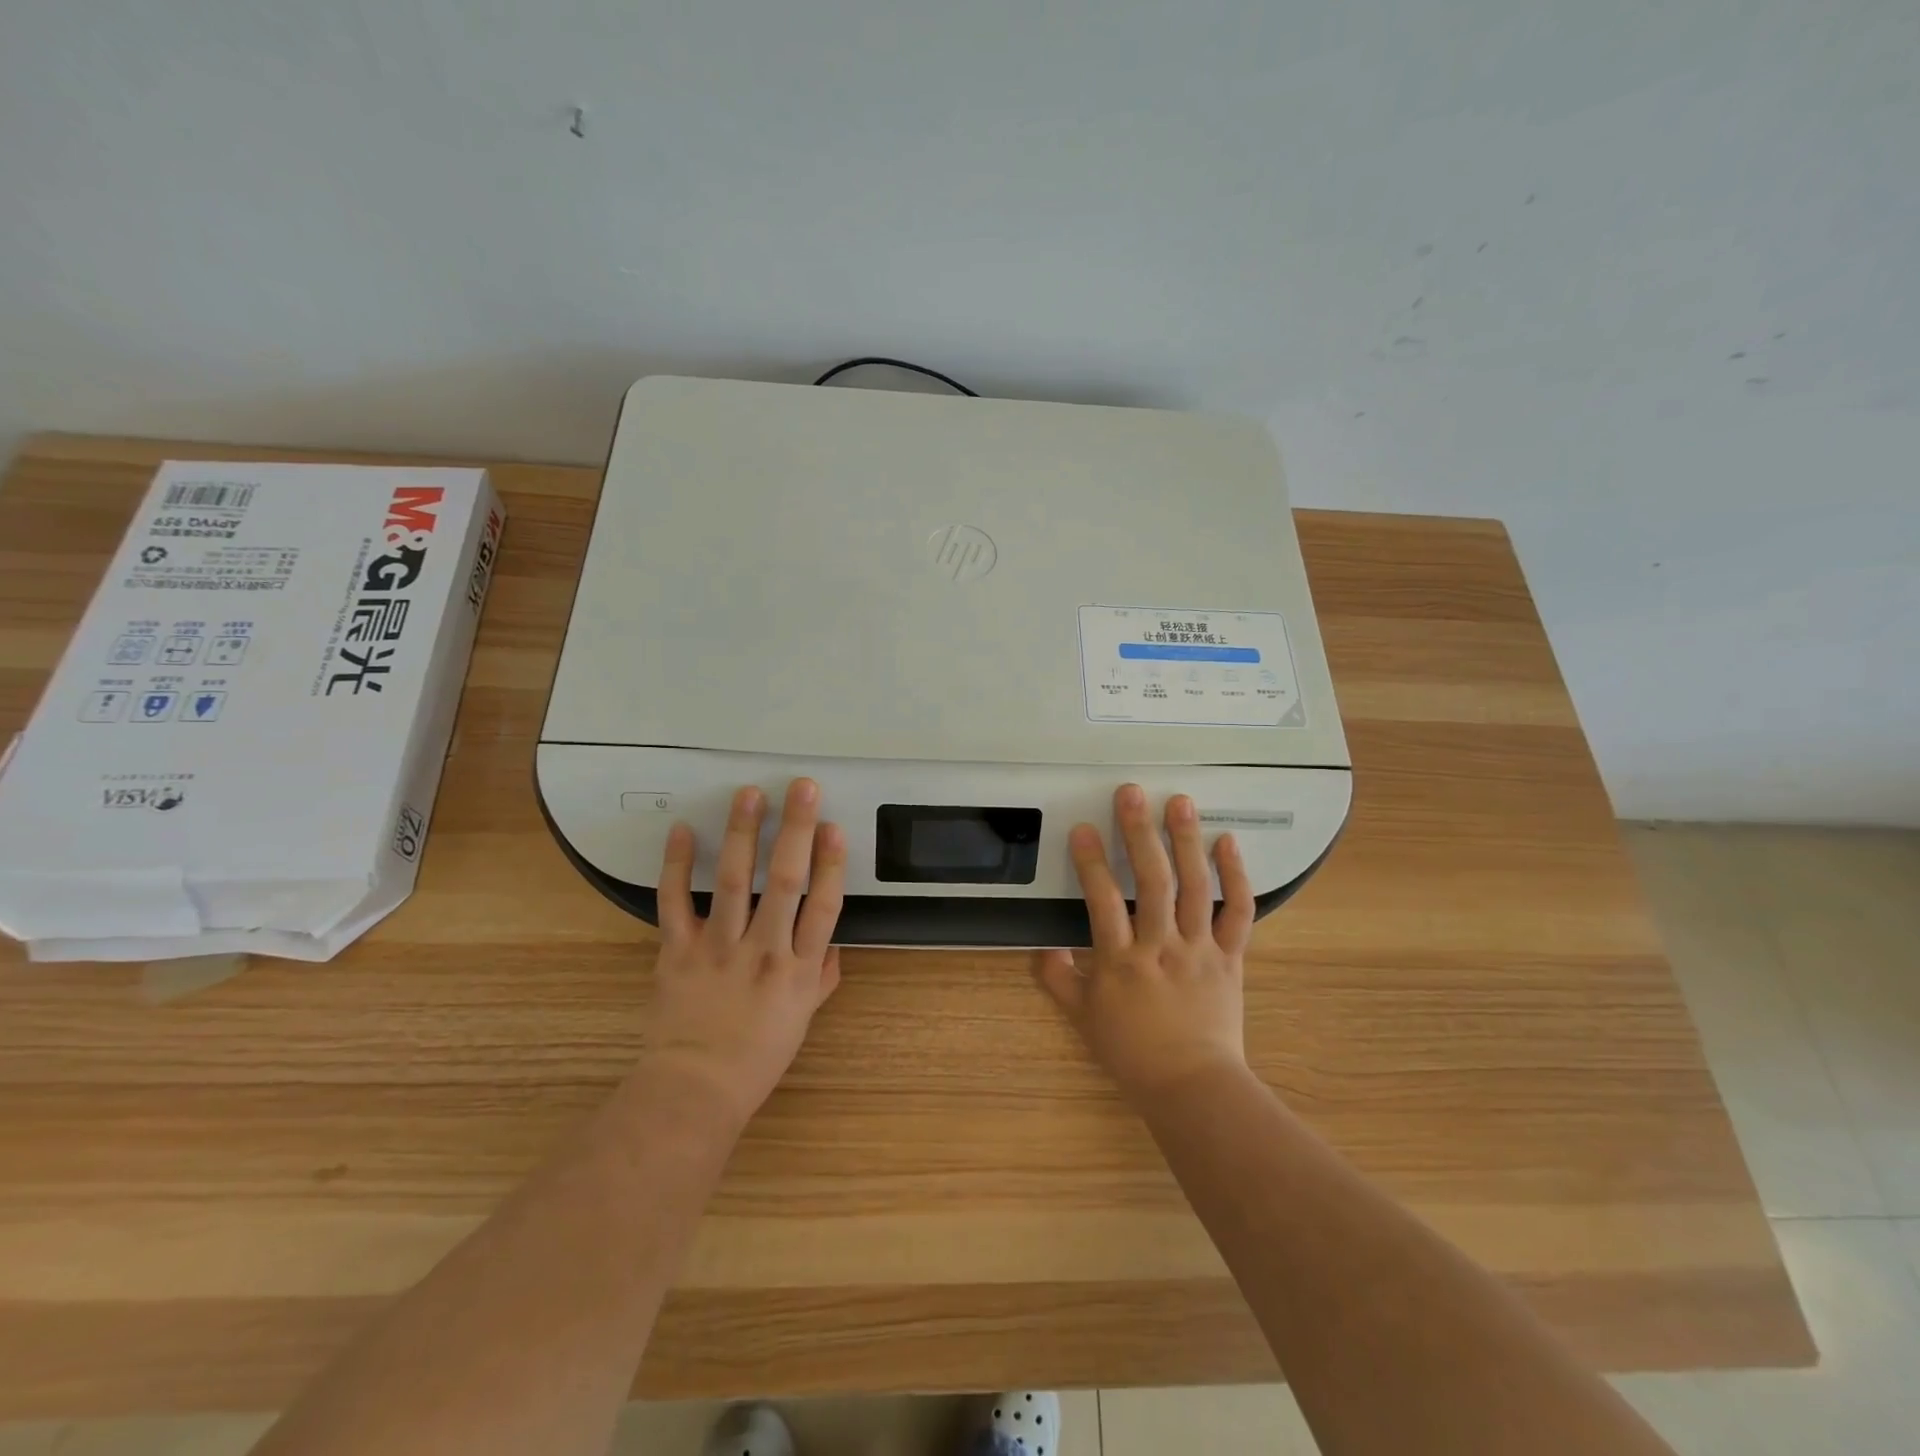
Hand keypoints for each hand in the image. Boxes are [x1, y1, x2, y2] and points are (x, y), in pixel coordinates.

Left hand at [640, 778, 846, 1130]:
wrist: (695, 1089)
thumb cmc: (756, 1057)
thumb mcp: (803, 1020)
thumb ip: (821, 977)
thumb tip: (833, 946)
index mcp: (798, 969)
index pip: (823, 906)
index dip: (832, 863)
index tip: (835, 827)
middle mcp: (763, 951)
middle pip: (785, 881)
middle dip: (796, 830)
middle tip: (802, 789)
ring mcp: (718, 948)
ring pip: (734, 881)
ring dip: (743, 834)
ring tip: (749, 795)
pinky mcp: (678, 951)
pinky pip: (675, 902)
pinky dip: (677, 865)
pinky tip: (684, 831)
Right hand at [1036, 784, 1254, 1101]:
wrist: (1191, 1086)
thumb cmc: (1132, 1052)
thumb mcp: (1083, 1018)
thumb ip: (1058, 979)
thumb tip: (1041, 947)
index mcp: (1121, 962)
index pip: (1101, 901)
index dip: (1091, 862)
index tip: (1082, 828)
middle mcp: (1160, 947)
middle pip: (1151, 882)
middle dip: (1139, 834)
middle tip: (1132, 794)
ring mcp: (1199, 949)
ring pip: (1194, 888)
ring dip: (1186, 841)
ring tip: (1180, 802)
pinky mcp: (1230, 956)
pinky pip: (1238, 912)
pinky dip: (1236, 876)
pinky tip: (1227, 842)